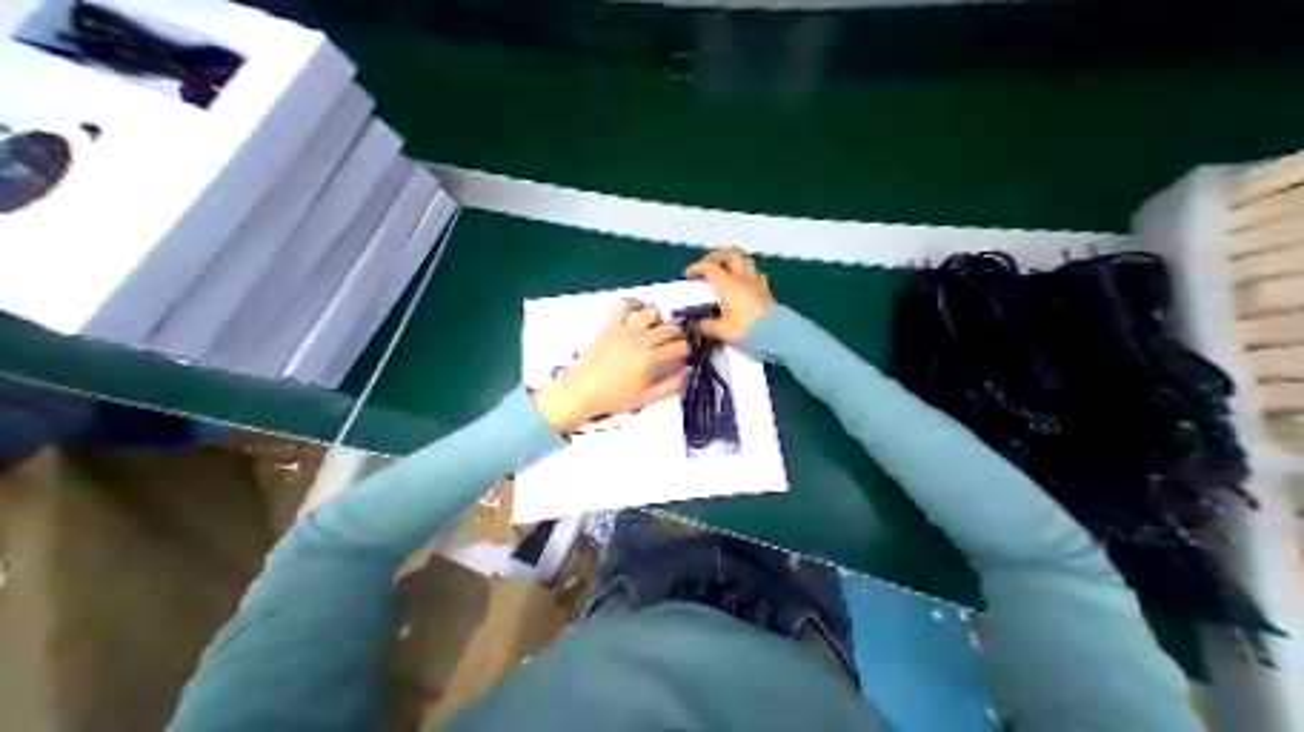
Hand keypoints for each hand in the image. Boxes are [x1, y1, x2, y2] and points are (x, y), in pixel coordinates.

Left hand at [531, 298, 692, 429]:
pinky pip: (625, 305)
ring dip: (659, 320)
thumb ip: (672, 384)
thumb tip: (688, 368)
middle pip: (670, 328)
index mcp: (650, 360)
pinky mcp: (611, 325)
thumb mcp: (647, 398)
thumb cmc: (616, 397)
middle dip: (678, 335)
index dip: (686, 351)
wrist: (583, 391)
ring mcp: (625, 330)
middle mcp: (640, 340)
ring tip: (655, 331)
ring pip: (652, 312)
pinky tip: (638, 315)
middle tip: (672, 344)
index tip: (682, 356)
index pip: (680, 347)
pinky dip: (635, 305)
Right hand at [684, 248, 772, 345]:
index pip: (710, 267)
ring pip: (746, 261)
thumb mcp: (722, 331)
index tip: (688, 275)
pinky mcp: (767, 291)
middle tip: (708, 265)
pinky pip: (757, 275)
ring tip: (725, 271)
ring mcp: (757, 283)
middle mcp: (743, 278)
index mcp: (728, 284)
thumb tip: (690, 327)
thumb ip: (704, 327)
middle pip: (731, 254)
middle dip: (717, 255)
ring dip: (734, 262)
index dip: (696, 267)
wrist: (780, 335)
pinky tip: (744, 283)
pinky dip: (747, 274)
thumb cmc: (748, 330)